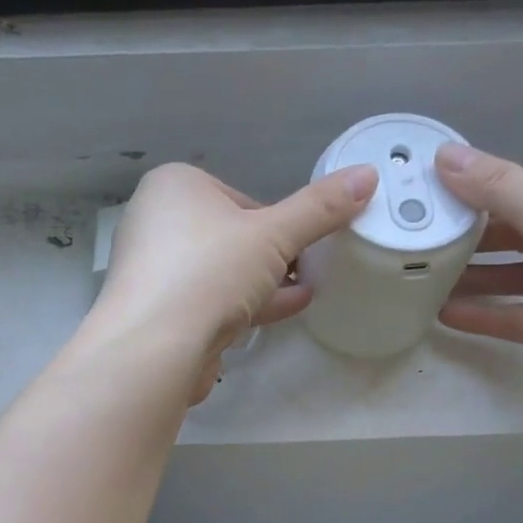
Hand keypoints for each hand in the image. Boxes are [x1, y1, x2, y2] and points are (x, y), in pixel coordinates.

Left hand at [93, 161, 375, 400]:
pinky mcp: (161, 316)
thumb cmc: (210, 271)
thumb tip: (368, 176)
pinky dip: (246, 306)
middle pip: (229, 236)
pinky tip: (286, 310)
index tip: (304, 241)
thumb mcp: (274, 235)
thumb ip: (319, 209)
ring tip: (308, 289)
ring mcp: (156, 274)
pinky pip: (211, 304)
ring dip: (264, 282)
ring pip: (221, 273)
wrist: (155, 347)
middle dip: (271, 254)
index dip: (277, 221)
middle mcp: (157, 224)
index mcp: (175, 187)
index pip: (239, 199)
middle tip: (310, 267)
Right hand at [433, 144, 522, 415]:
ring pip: (511, 277)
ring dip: (471, 278)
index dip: (473, 191)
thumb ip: (498, 187)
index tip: (424, 199)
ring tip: (421, 280)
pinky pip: (515, 316)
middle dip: (467, 236)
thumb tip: (443, 154)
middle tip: (415, 242)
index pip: (519, 187)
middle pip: (513, 233)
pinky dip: (484, 314)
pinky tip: (445, 316)